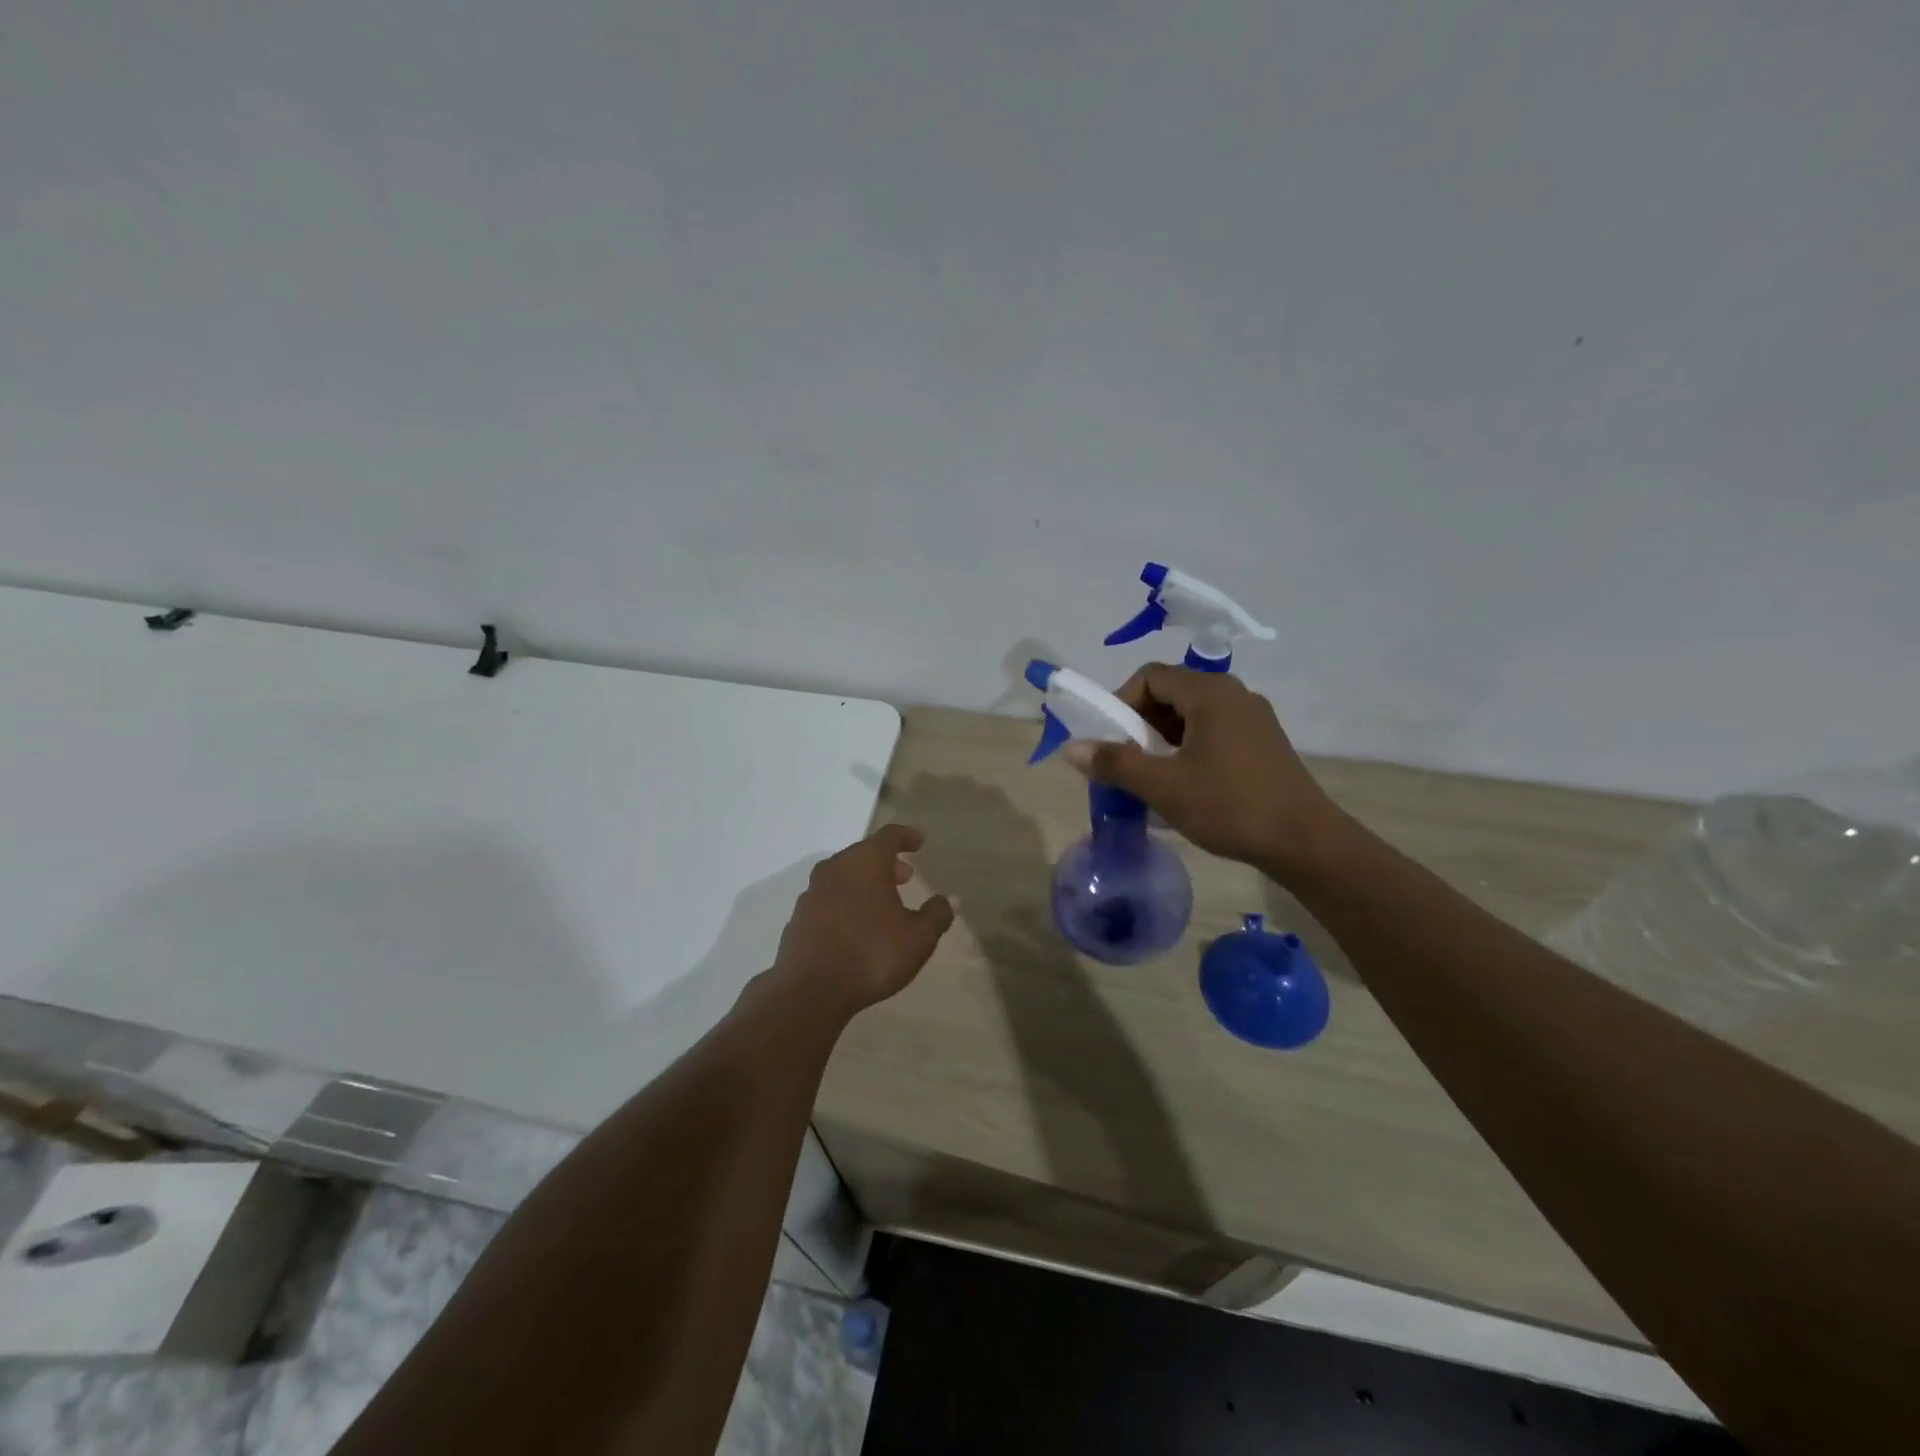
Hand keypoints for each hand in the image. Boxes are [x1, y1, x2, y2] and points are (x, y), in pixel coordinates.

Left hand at [770, 824, 954, 1014]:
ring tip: (881, 902)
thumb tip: (950, 899)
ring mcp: (812, 892)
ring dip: (864, 882)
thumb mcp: (918, 938)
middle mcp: (835, 868)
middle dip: (886, 862)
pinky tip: (854, 926)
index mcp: (864, 862)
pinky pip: (828, 899)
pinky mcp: (798, 917)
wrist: (810, 991)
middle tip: (904, 877)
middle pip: (863, 854)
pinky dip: (845, 902)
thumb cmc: (871, 955)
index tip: (919, 842)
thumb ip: (936, 915)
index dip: (907, 837)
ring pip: (843, 876)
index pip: (889, 836)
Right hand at [1063, 664, 1342, 871]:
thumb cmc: (1229, 806)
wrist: (1304, 842)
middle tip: (1127, 759)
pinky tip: (1184, 783)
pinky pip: (1214, 731)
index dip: (1121, 701)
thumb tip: (1071, 748)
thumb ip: (1114, 763)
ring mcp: (1254, 718)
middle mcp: (1234, 695)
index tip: (1110, 738)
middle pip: (1172, 691)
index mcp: (1210, 693)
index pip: (1151, 676)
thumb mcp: (1163, 786)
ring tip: (1152, 775)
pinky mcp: (1263, 743)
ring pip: (1193, 714)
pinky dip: (1189, 747)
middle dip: (1140, 722)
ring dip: (1163, 738)